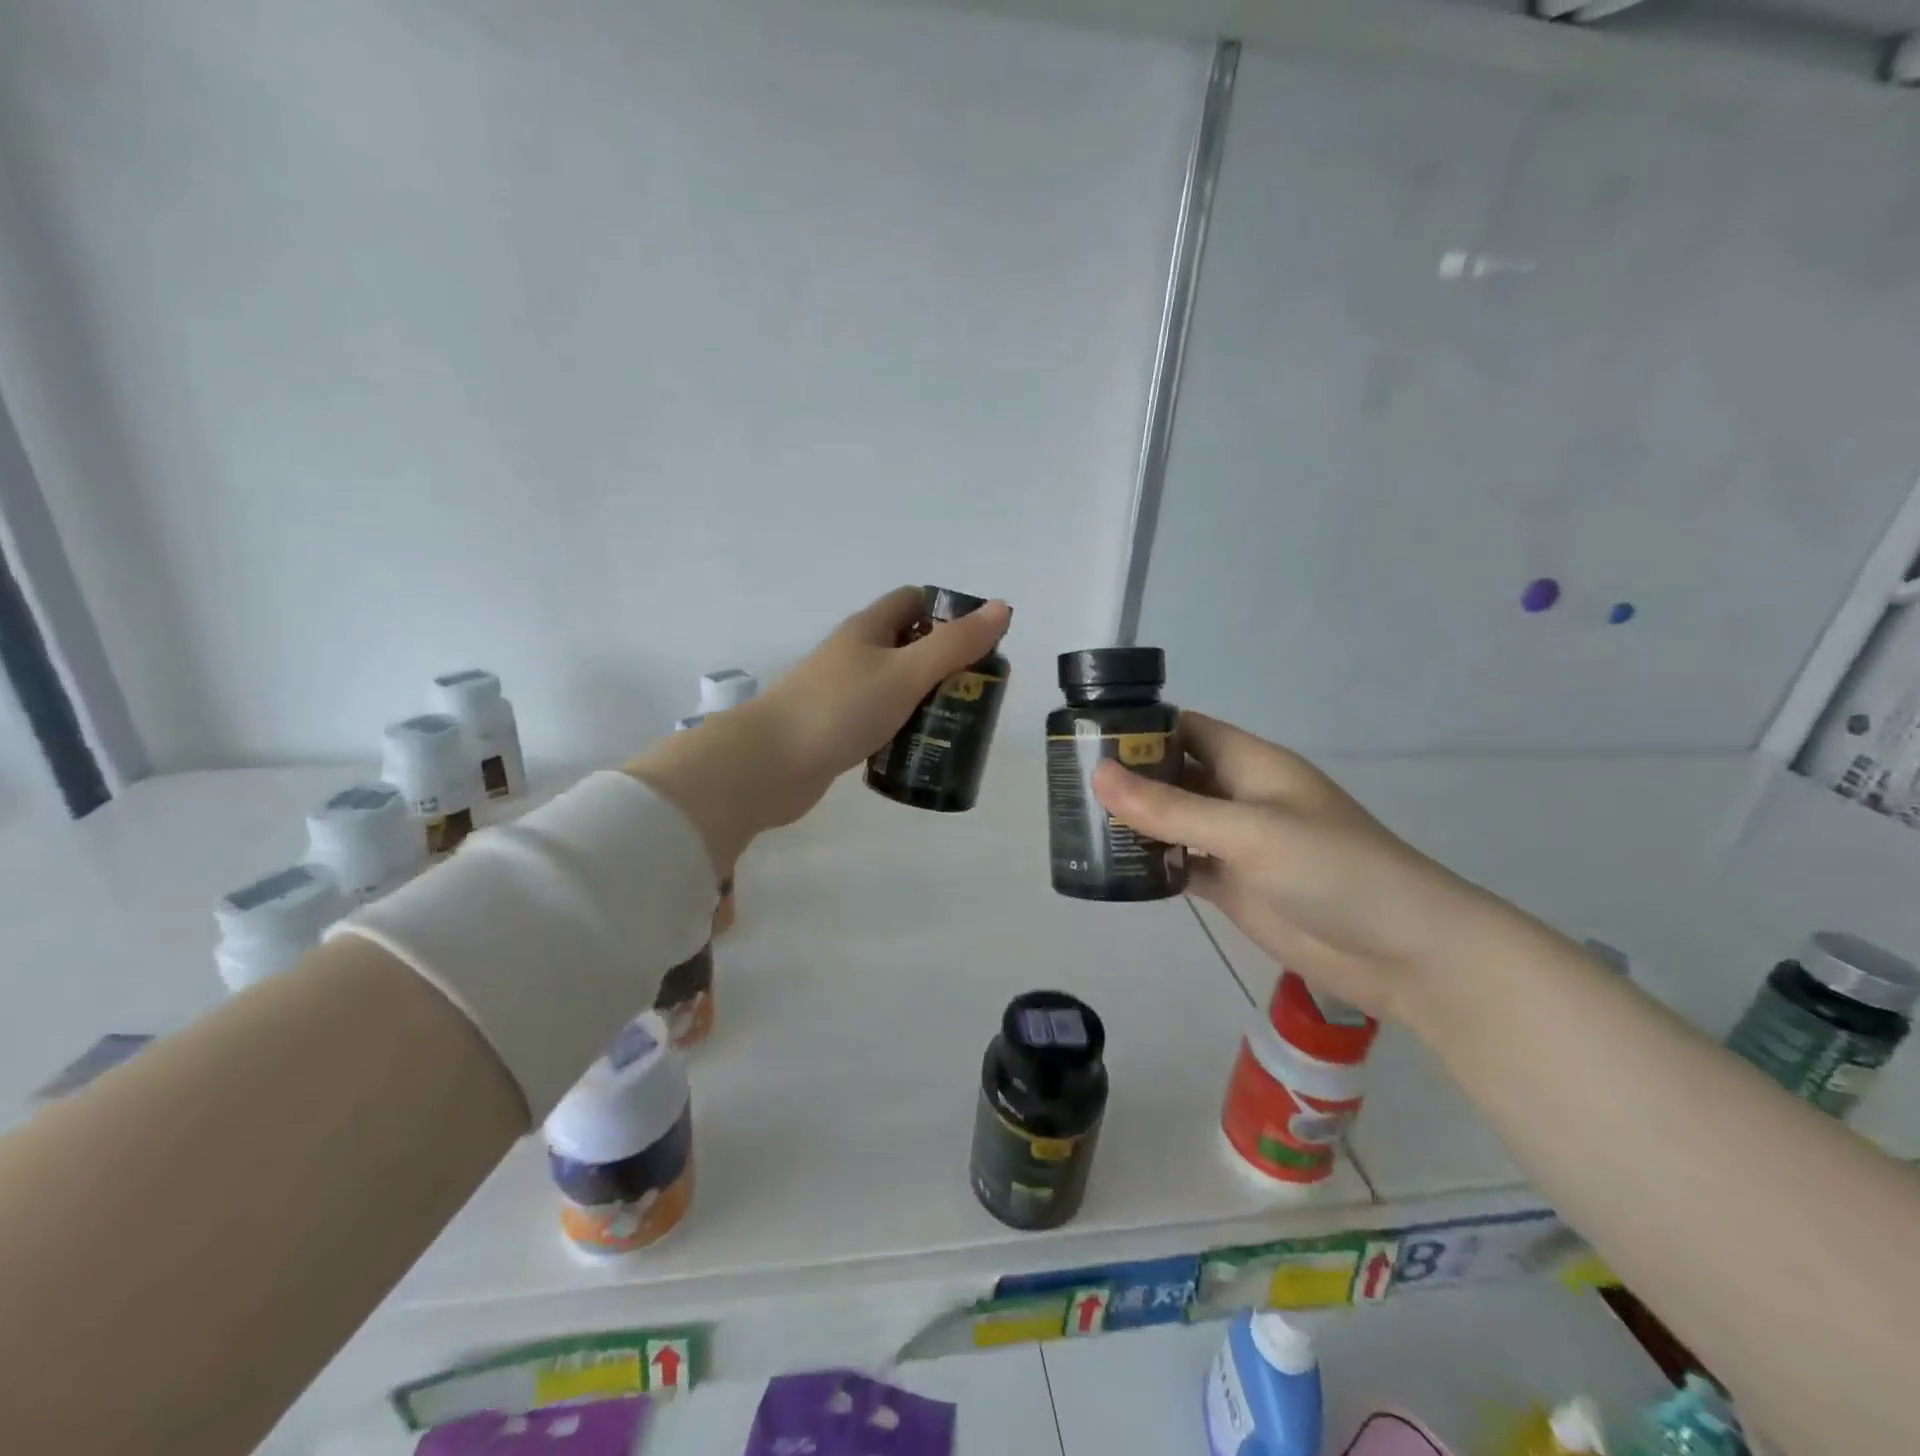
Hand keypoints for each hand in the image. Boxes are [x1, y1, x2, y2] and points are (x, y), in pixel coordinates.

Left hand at [630, 587, 1010, 870]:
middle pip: (907, 644)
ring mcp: (842, 693)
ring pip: (894, 685)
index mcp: (868, 628)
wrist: (769, 764)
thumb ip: (954, 644)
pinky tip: (921, 747)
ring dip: (925, 698)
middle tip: (978, 691)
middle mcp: (854, 654)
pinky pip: (880, 719)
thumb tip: (1001, 607)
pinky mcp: (836, 729)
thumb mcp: (906, 672)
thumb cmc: (841, 708)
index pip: (914, 600)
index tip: (981, 641)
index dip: (949, 612)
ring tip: (959, 722)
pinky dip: (903, 727)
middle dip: (944, 662)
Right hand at [1091, 713, 1498, 1018]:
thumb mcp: (1247, 831)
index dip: (1141, 728)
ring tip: (1078, 825)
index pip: (1186, 729)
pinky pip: (1183, 864)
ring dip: (1135, 822)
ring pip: (1174, 821)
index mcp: (1250, 764)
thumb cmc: (1332, 870)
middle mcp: (1239, 796)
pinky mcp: (1234, 885)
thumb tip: (1097, 775)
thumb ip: (1171, 807)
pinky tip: (1116, 870)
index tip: (1086, 737)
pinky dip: (1153, 865)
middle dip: (1128, 777)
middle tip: (1068, 786)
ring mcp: (1236, 843)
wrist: (1402, 950)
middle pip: (1174, 774)